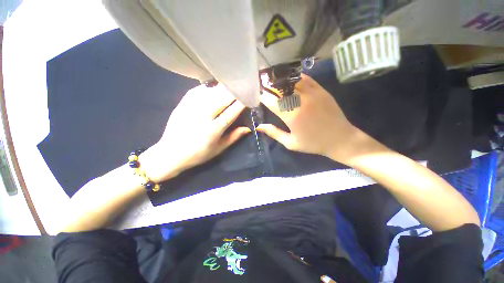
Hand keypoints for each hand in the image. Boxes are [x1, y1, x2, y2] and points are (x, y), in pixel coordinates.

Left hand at [140, 84, 249, 181]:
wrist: (170, 154)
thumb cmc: (198, 154)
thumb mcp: (218, 149)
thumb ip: (234, 137)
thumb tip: (248, 128)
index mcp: (212, 130)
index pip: (231, 113)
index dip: (241, 103)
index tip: (249, 96)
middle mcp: (202, 117)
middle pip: (221, 99)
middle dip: (234, 92)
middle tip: (242, 87)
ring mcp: (190, 109)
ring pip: (210, 92)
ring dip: (222, 88)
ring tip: (230, 85)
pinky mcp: (182, 104)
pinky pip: (197, 91)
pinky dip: (208, 88)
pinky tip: (213, 88)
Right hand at [258, 74, 361, 163]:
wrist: (340, 139)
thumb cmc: (313, 143)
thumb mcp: (290, 143)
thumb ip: (273, 133)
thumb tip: (258, 126)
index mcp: (291, 115)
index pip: (271, 100)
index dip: (261, 96)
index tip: (257, 96)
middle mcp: (300, 100)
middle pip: (279, 87)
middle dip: (268, 85)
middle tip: (261, 85)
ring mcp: (312, 92)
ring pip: (290, 80)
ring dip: (279, 80)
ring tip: (272, 80)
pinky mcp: (320, 89)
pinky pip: (304, 78)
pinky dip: (294, 77)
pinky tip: (289, 79)